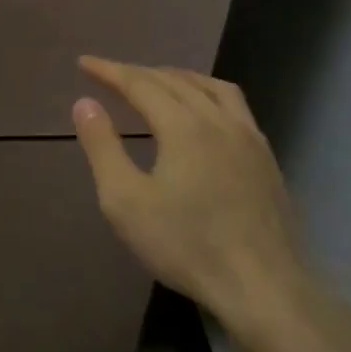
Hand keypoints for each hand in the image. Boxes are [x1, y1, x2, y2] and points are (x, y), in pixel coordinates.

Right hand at [70, 57, 310, 341]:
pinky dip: (207, 93)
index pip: (140, 84)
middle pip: (175, 80)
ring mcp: (249, 138)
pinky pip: (234, 106)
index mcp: (184, 126)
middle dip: (138, 73)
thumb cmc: (185, 245)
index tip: (84, 63)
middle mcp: (219, 120)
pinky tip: (203, 113)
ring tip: (156, 81)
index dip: (110, 71)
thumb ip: (102, 147)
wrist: (262, 287)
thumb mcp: (125, 200)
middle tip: (110, 74)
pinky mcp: (266, 158)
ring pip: (211, 87)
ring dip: (178, 76)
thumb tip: (85, 103)